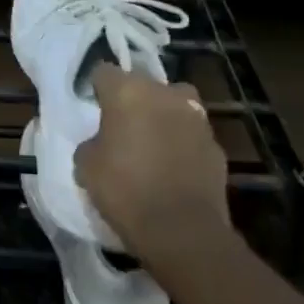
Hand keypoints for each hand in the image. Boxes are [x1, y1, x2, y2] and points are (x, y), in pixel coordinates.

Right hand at [75, 64, 231, 260]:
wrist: (182, 232)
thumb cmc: (124, 190)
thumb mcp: (86, 164)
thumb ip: (93, 141)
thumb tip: (102, 142)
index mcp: (127, 91)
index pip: (104, 71)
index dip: (98, 89)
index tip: (95, 108)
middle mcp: (164, 94)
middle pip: (143, 84)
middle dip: (133, 99)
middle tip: (123, 126)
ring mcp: (196, 119)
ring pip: (175, 104)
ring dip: (163, 116)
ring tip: (152, 143)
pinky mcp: (217, 147)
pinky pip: (193, 135)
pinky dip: (183, 144)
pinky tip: (174, 168)